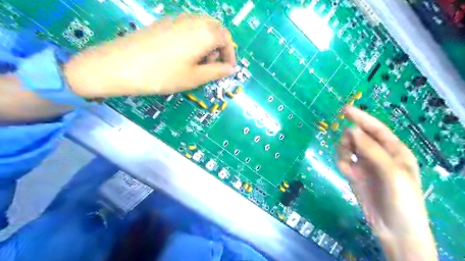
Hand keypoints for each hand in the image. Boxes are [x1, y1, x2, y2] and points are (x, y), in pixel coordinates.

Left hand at [63, 15, 236, 97]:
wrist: (120, 66)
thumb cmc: (162, 75)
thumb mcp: (194, 78)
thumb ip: (216, 72)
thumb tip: (230, 69)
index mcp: (203, 33)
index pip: (226, 38)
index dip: (230, 55)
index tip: (227, 69)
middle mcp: (192, 20)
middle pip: (215, 29)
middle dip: (219, 47)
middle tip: (212, 66)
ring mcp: (176, 19)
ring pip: (201, 26)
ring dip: (207, 43)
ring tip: (198, 62)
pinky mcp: (164, 22)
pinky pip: (187, 26)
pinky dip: (194, 39)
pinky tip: (183, 55)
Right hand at [337, 106, 437, 260]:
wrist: (394, 229)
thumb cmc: (402, 199)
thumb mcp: (391, 172)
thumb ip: (371, 149)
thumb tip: (351, 129)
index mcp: (394, 150)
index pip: (376, 128)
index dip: (361, 118)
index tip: (344, 110)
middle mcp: (378, 154)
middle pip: (358, 136)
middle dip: (350, 139)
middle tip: (348, 148)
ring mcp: (365, 164)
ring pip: (347, 148)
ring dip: (344, 152)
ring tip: (348, 164)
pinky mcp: (354, 174)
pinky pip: (343, 161)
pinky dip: (342, 164)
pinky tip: (347, 173)